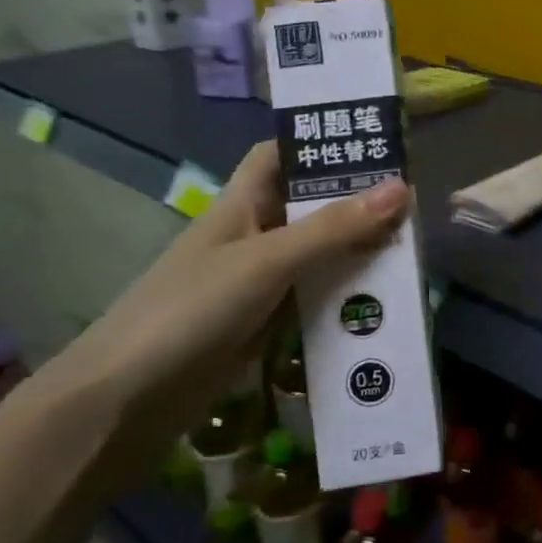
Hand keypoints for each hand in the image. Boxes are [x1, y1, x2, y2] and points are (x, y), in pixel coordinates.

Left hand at [41, 143, 408, 485]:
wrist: (125, 400)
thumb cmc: (191, 309)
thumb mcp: (267, 260)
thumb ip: (333, 228)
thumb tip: (403, 188)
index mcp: (241, 204)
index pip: (280, 155)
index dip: (319, 143)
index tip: (372, 142)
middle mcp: (252, 236)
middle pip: (309, 207)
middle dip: (355, 203)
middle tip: (415, 203)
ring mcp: (257, 282)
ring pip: (316, 255)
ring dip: (356, 253)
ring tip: (413, 250)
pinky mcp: (262, 325)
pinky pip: (313, 298)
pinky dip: (343, 296)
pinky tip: (380, 303)